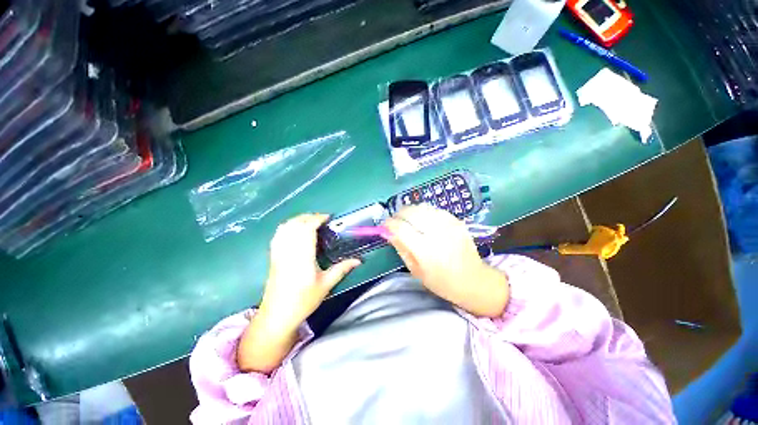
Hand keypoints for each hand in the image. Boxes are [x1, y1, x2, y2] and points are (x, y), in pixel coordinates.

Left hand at [259, 213, 360, 332]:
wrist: (277, 315)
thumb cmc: (304, 300)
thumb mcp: (326, 284)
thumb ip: (342, 269)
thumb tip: (358, 260)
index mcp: (303, 257)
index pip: (307, 229)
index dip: (317, 219)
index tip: (328, 217)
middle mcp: (289, 251)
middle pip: (296, 224)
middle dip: (309, 217)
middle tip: (322, 219)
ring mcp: (278, 252)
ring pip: (285, 227)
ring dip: (298, 219)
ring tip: (311, 221)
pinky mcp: (273, 256)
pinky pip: (278, 234)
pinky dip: (288, 226)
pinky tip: (295, 229)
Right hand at [384, 205, 508, 316]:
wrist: (474, 280)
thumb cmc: (442, 281)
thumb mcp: (416, 270)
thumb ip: (401, 248)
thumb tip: (389, 232)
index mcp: (425, 250)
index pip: (401, 228)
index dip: (389, 224)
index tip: (384, 226)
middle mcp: (437, 233)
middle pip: (411, 212)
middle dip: (399, 214)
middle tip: (396, 221)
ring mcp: (449, 224)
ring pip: (423, 207)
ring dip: (411, 211)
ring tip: (409, 220)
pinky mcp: (457, 221)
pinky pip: (435, 209)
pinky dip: (425, 212)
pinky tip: (424, 220)